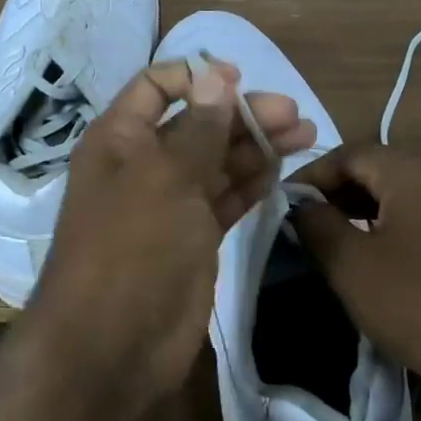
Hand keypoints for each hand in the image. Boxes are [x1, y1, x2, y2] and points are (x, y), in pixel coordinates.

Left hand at [25, 57, 316, 409]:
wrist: (114, 344)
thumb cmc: (132, 247)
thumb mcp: (165, 178)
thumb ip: (197, 129)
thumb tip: (216, 77)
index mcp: (120, 140)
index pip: (155, 88)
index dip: (196, 78)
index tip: (241, 78)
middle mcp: (143, 166)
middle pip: (197, 125)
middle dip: (243, 114)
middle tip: (295, 114)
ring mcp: (170, 205)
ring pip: (218, 163)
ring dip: (257, 147)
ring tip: (306, 134)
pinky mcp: (194, 239)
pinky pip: (225, 200)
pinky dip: (251, 184)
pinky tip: (281, 171)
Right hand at [287, 145, 420, 410]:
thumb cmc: (417, 303)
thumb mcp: (351, 265)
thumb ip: (316, 224)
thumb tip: (300, 204)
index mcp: (413, 172)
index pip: (348, 154)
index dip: (310, 176)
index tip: (283, 204)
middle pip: (376, 167)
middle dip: (335, 190)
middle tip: (305, 222)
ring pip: (401, 189)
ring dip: (362, 206)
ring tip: (332, 237)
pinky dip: (392, 220)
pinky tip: (375, 251)